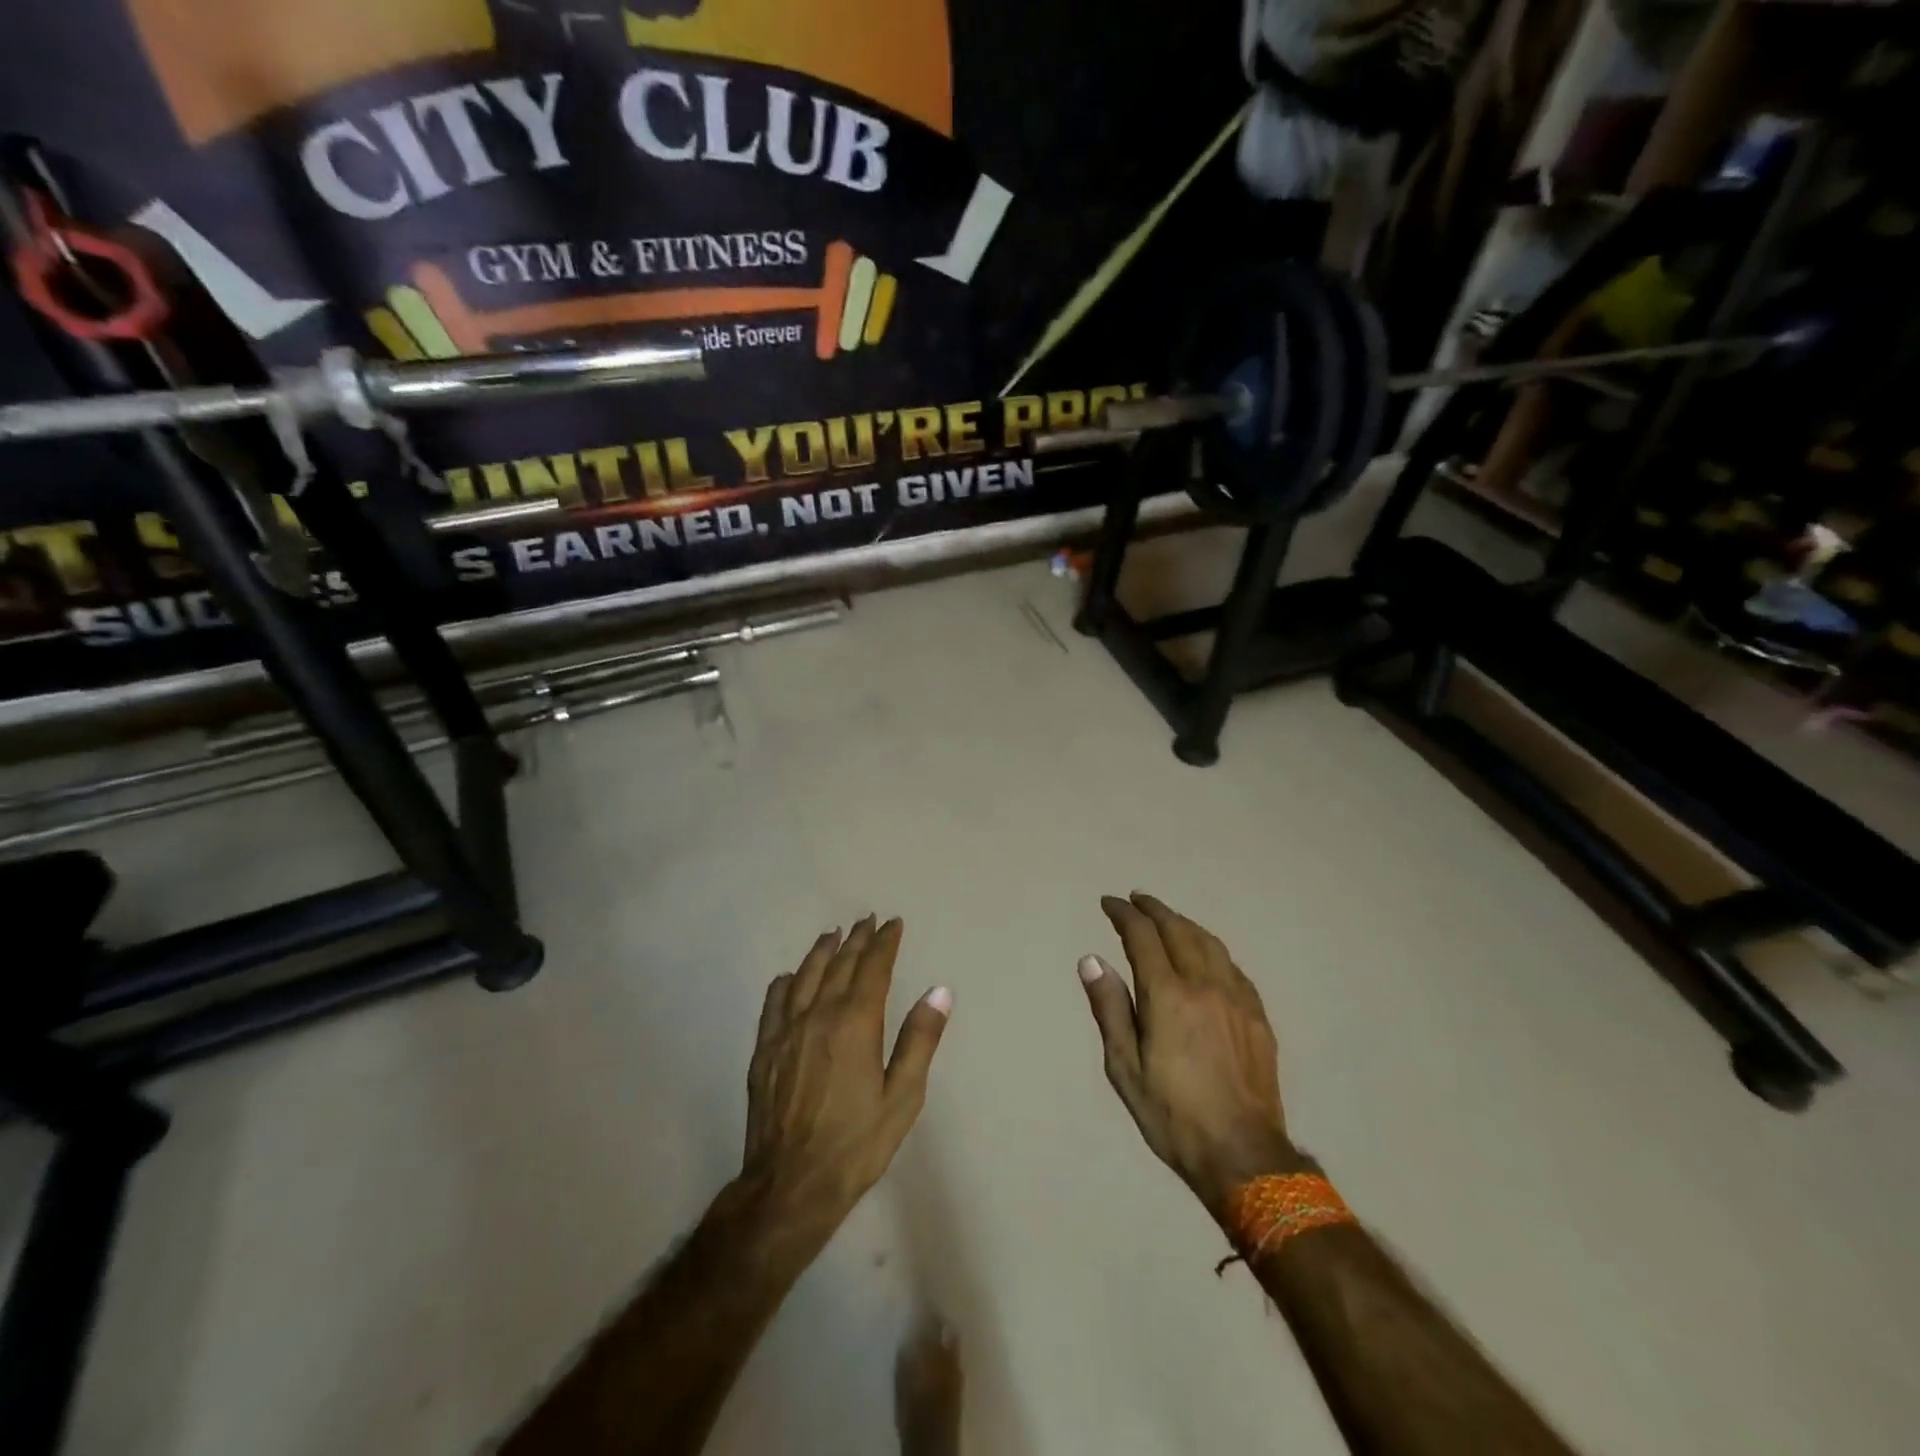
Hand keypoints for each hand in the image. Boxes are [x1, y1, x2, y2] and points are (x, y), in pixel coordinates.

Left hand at [744, 916, 951, 1228]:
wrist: (791, 1184)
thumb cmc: (856, 1143)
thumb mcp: (903, 1097)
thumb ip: (920, 1040)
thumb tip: (939, 991)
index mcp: (855, 1023)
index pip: (872, 968)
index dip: (884, 943)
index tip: (893, 924)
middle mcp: (818, 1015)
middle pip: (839, 965)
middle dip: (856, 940)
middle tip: (867, 920)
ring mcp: (786, 1031)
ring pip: (805, 977)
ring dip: (822, 952)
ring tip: (832, 934)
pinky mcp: (764, 1051)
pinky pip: (773, 1003)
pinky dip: (784, 983)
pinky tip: (788, 977)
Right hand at [1078, 893, 1300, 1218]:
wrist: (1242, 1154)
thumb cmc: (1172, 1114)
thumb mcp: (1124, 1067)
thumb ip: (1110, 1008)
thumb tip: (1092, 960)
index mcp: (1168, 995)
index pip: (1142, 936)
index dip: (1124, 914)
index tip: (1109, 903)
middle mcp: (1204, 985)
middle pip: (1178, 930)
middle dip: (1154, 910)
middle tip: (1136, 899)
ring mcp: (1236, 998)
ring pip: (1209, 943)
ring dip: (1184, 923)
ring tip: (1167, 918)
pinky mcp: (1257, 1016)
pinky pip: (1232, 966)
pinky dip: (1211, 949)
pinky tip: (1206, 955)